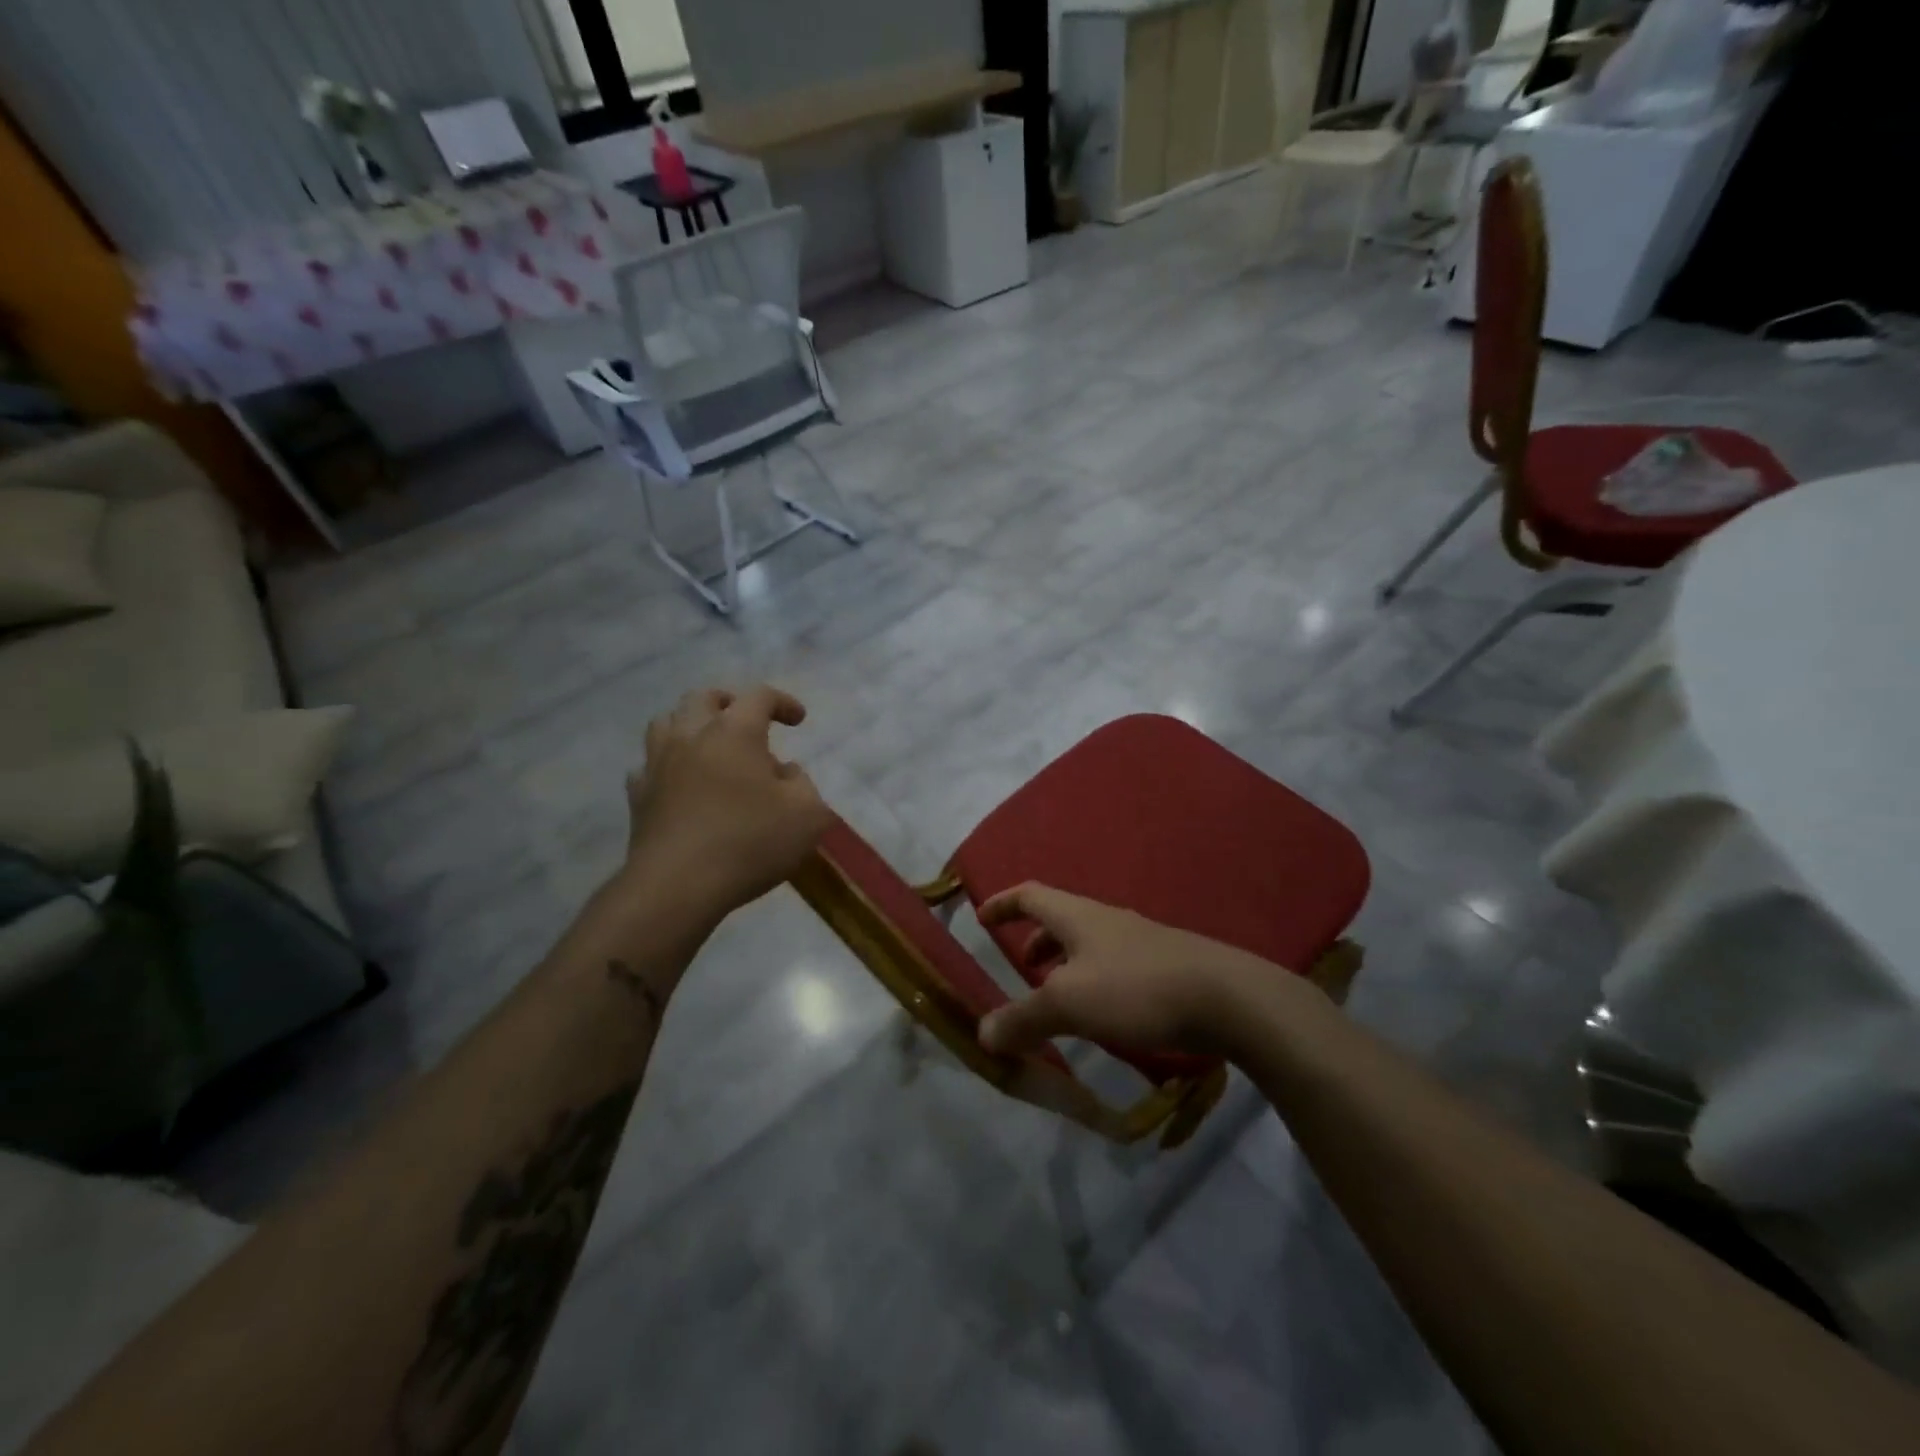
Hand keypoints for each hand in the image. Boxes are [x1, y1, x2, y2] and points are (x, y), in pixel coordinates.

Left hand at [621, 685, 831, 917]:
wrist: (678, 886)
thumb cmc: (750, 842)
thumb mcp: (808, 815)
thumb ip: (803, 785)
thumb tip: (785, 773)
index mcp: (735, 732)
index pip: (759, 696)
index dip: (782, 702)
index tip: (797, 720)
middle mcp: (691, 736)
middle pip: (703, 698)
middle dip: (728, 702)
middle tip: (747, 721)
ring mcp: (658, 765)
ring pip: (666, 723)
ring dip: (690, 726)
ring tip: (709, 746)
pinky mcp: (639, 797)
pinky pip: (648, 766)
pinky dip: (667, 766)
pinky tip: (680, 784)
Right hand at [975, 884, 1310, 1058]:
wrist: (1229, 998)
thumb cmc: (1136, 989)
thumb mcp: (1069, 1004)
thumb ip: (1023, 1018)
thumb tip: (983, 1033)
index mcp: (1078, 916)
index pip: (1030, 895)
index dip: (1002, 903)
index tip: (981, 917)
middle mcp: (1107, 920)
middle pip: (1061, 918)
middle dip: (1035, 940)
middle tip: (1021, 969)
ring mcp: (1140, 941)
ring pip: (1089, 943)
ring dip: (1065, 963)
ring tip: (1058, 997)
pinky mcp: (1166, 966)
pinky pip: (1114, 965)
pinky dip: (1093, 981)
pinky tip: (1104, 1015)